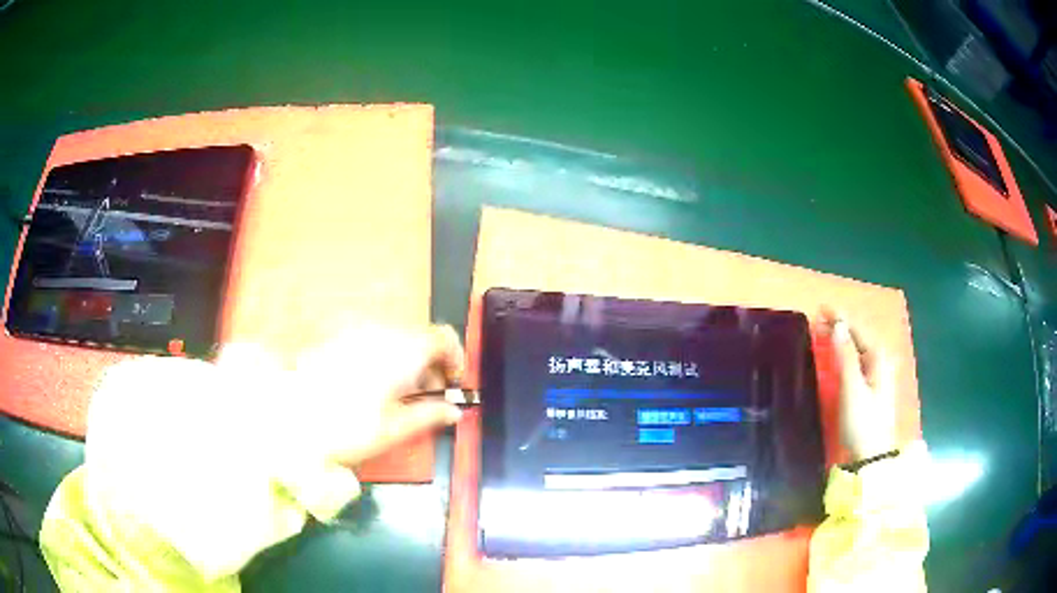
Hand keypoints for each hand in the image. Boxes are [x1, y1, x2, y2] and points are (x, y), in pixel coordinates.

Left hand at [217, 323, 464, 467]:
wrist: (284, 416)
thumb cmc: (344, 426)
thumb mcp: (392, 429)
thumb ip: (428, 415)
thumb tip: (455, 412)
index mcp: (401, 351)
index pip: (443, 338)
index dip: (456, 359)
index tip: (452, 385)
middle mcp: (381, 332)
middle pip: (419, 339)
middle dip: (429, 366)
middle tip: (425, 399)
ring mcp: (356, 331)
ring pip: (394, 340)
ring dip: (405, 363)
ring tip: (396, 397)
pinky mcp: (335, 336)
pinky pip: (371, 341)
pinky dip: (382, 359)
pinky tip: (369, 386)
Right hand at [821, 310, 897, 461]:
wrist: (871, 456)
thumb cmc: (862, 423)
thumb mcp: (852, 390)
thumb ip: (846, 357)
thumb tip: (838, 325)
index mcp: (879, 357)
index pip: (859, 329)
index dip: (840, 316)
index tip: (821, 307)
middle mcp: (881, 360)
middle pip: (860, 336)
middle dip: (841, 325)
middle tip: (819, 319)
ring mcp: (878, 374)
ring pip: (859, 347)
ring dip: (843, 337)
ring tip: (825, 331)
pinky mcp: (873, 386)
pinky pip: (859, 359)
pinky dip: (847, 351)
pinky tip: (839, 352)